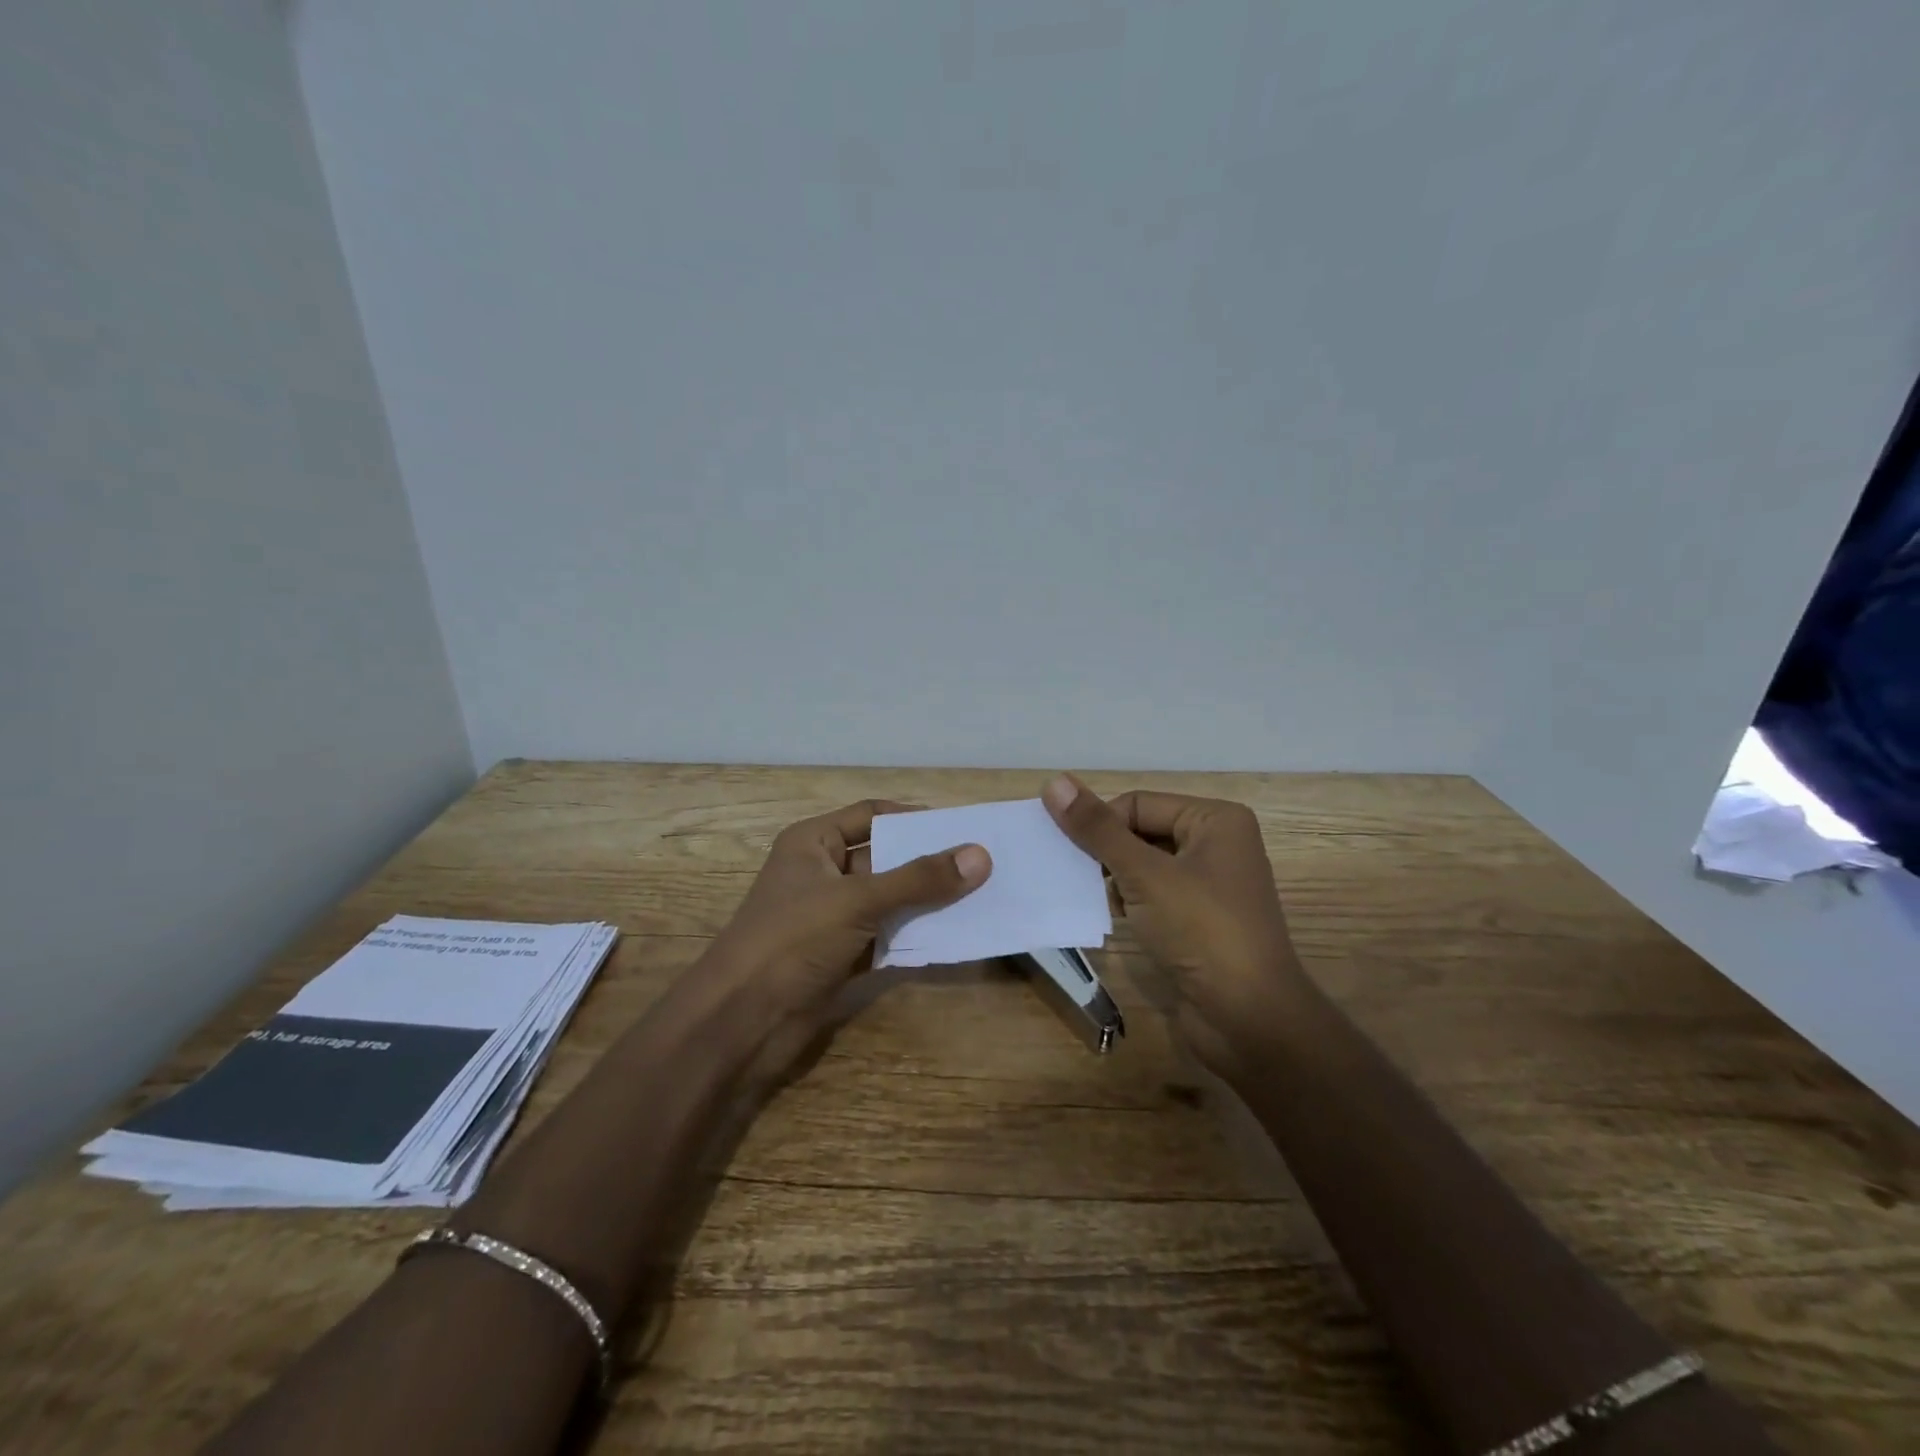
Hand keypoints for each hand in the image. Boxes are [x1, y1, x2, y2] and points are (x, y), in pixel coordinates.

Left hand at [711, 799, 991, 1052]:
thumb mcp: (857, 900)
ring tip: (982, 898)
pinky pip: (887, 937)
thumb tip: (981, 855)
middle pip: (886, 858)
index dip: (914, 819)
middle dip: (929, 863)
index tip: (962, 828)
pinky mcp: (841, 956)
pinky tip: (956, 936)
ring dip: (928, 902)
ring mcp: (832, 918)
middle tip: (984, 865)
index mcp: (813, 843)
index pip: (872, 815)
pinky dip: (915, 936)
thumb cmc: (792, 940)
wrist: (741, 1023)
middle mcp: (823, 873)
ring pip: (890, 900)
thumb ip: (919, 879)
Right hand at [1042, 775, 1301, 1080]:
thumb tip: (1054, 782)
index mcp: (1216, 820)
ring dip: (1116, 880)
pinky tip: (1116, 920)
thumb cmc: (1202, 932)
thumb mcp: (1145, 874)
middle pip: (1142, 831)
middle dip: (1107, 853)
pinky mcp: (1200, 921)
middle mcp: (1218, 844)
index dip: (1101, 825)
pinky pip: (1154, 895)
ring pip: (1145, 865)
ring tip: (1096, 900)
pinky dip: (1131, 903)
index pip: (1138, 803)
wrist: (1250, 1020)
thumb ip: (1097, 829)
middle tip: (1074, 875)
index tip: (1069, 854)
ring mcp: (1211, 886)